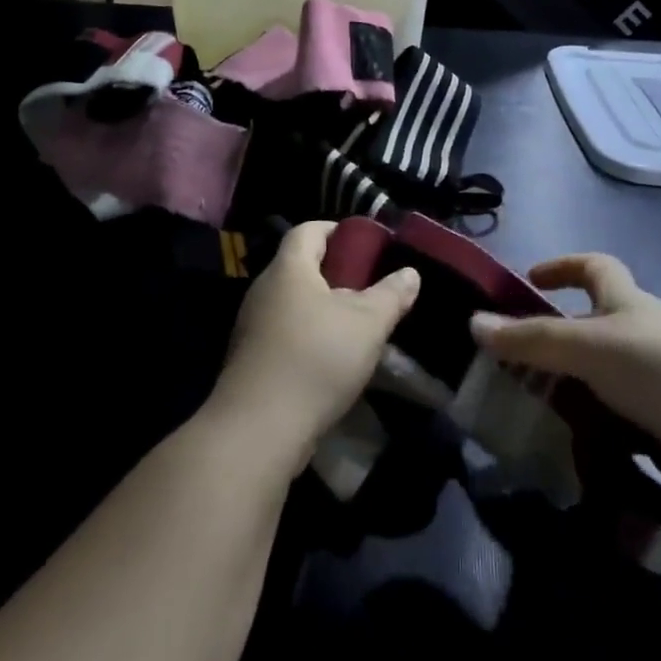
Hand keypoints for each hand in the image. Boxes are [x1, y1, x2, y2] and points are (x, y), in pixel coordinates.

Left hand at [212, 221, 419, 462]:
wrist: (258, 430)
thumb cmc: (316, 360)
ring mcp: (252, 326)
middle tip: (368, 286)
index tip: (365, 243)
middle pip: (300, 266)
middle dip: (335, 272)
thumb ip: (391, 295)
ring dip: (322, 308)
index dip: (337, 230)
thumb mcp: (368, 324)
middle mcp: (264, 289)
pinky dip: (308, 335)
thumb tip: (410, 273)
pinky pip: (284, 332)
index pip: (308, 230)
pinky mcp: (250, 359)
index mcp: (289, 269)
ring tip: (356, 325)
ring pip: (292, 302)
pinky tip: (332, 359)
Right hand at [470, 253, 660, 474]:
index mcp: (629, 300)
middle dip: (566, 332)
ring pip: (614, 366)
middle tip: (529, 360)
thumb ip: (531, 339)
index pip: (595, 265)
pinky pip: (631, 406)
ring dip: (583, 380)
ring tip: (549, 407)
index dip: (563, 265)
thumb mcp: (586, 347)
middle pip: (602, 318)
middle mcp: (650, 327)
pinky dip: (607, 416)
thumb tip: (473, 323)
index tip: (531, 278)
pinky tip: (588, 440)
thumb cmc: (658, 366)